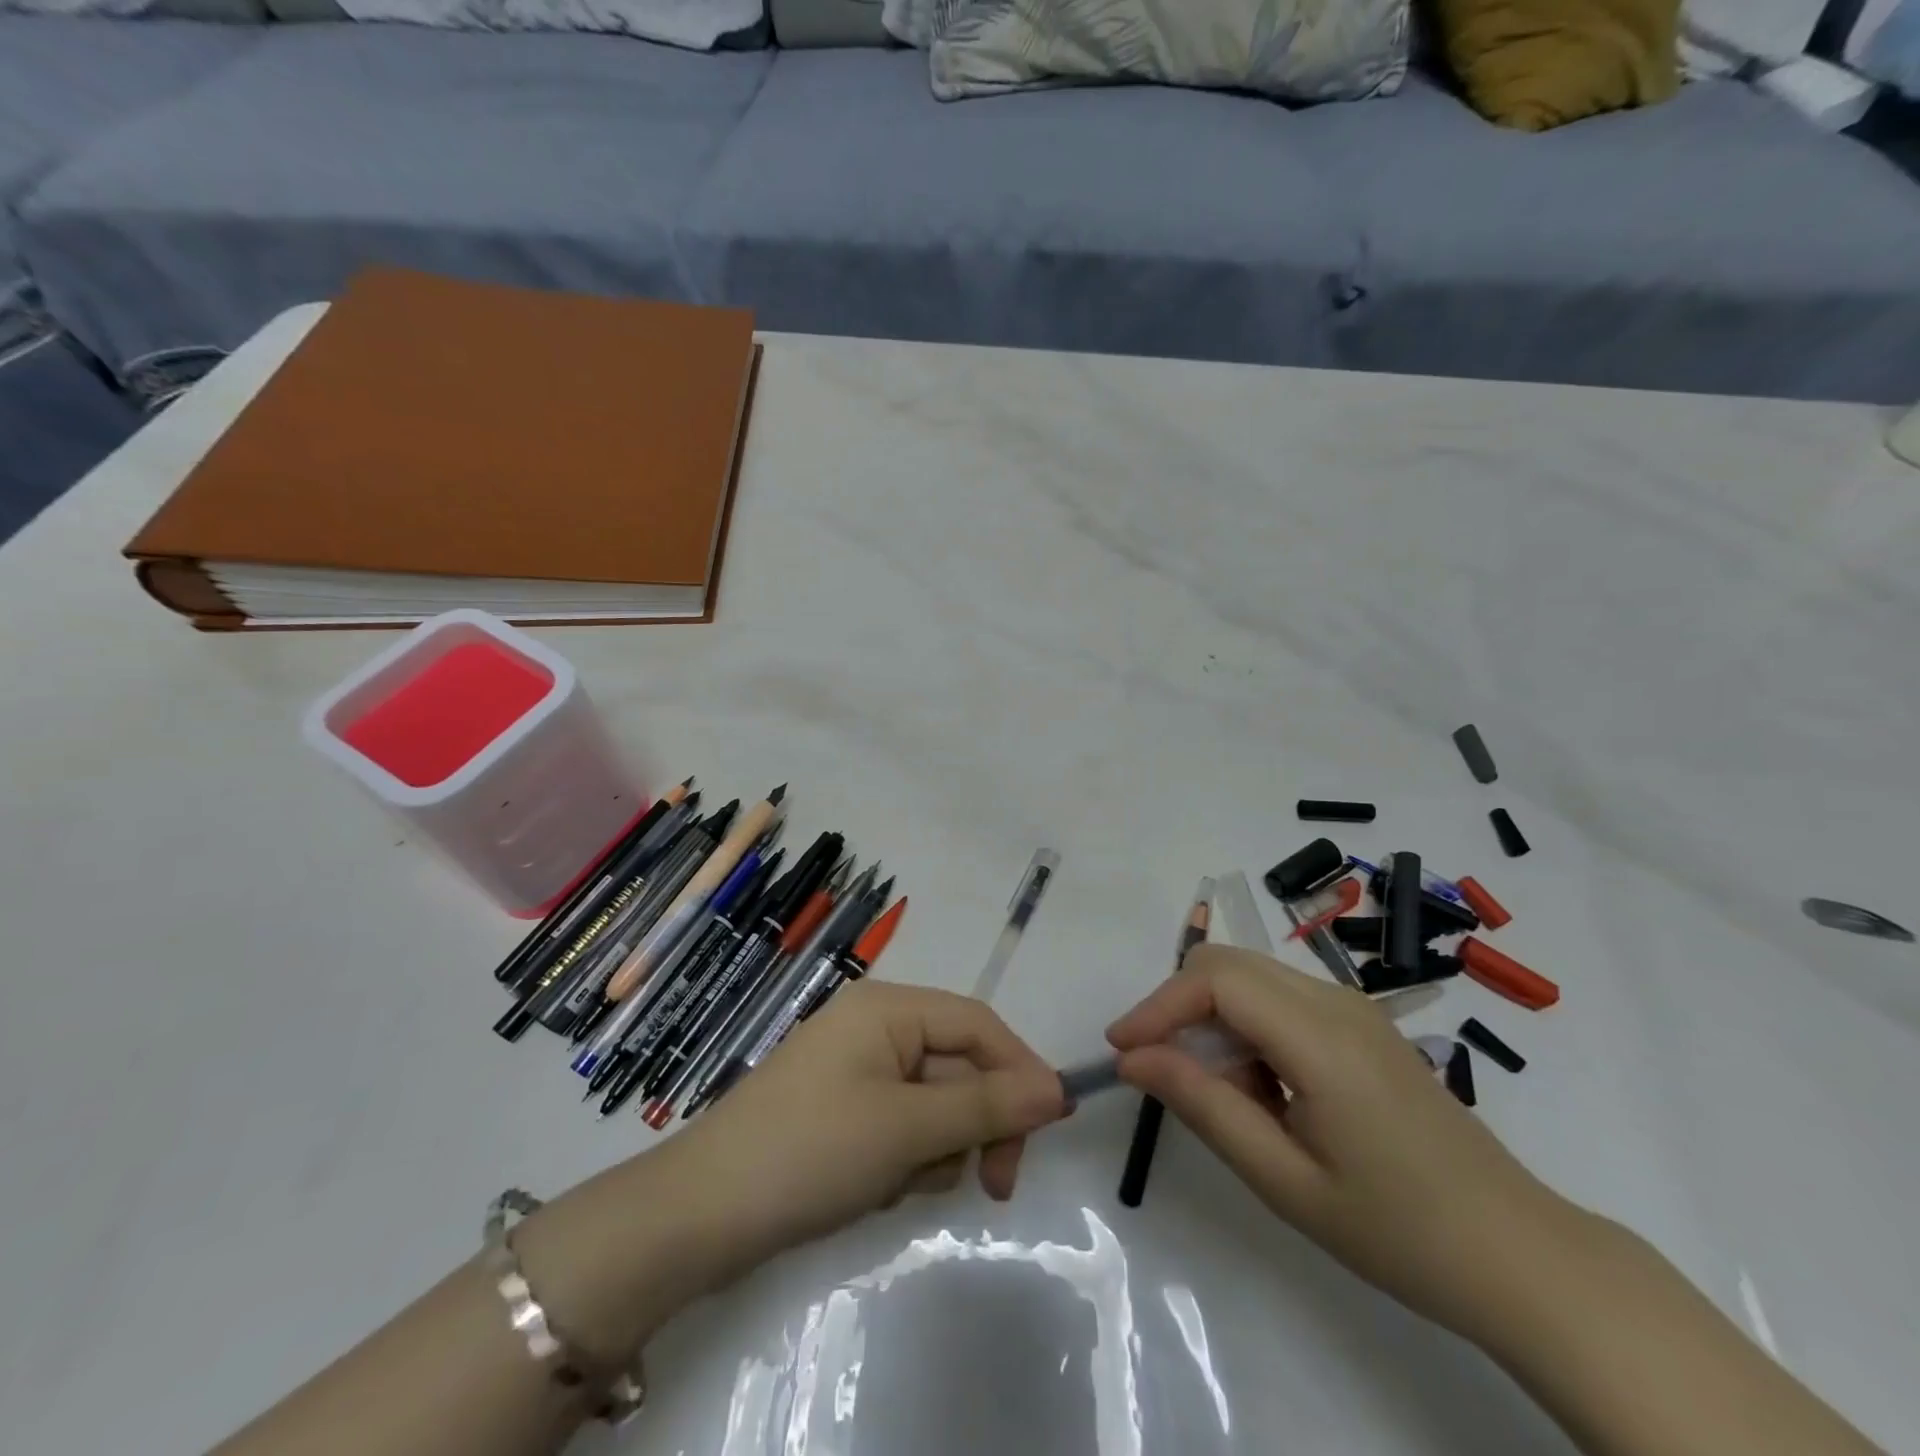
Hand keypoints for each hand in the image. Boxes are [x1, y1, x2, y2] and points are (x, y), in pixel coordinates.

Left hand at [675, 980, 1067, 1277]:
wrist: (701, 1215)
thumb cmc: (812, 1151)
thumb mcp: (908, 1128)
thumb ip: (987, 1106)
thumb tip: (1059, 1089)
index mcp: (889, 1007)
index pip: (978, 1024)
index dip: (1020, 1069)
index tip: (1050, 1127)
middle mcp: (875, 1026)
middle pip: (959, 1064)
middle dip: (977, 1123)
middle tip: (992, 1185)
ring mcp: (856, 1069)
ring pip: (935, 1102)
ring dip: (939, 1147)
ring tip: (905, 1182)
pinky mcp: (842, 1110)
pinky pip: (902, 1124)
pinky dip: (907, 1158)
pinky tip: (880, 1187)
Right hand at [1109, 944, 1578, 1340]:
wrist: (1521, 1256)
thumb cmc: (1401, 1231)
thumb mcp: (1285, 1180)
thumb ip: (1203, 1107)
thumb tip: (1132, 1059)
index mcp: (1321, 1038)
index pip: (1215, 980)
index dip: (1158, 1005)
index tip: (1121, 1051)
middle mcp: (1335, 1002)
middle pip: (1228, 963)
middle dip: (1177, 1005)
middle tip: (1154, 1065)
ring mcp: (1353, 1010)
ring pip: (1251, 977)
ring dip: (1211, 1018)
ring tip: (1215, 1091)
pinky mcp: (1361, 1025)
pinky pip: (1280, 1000)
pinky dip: (1245, 1027)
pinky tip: (1258, 1089)